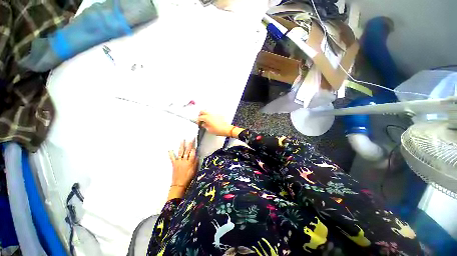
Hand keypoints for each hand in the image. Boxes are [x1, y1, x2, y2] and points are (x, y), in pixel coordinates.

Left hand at [167, 140, 197, 199]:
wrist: (179, 184)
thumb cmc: (188, 177)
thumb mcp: (195, 170)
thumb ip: (196, 162)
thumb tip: (197, 156)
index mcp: (190, 162)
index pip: (193, 153)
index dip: (194, 148)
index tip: (195, 143)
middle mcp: (184, 160)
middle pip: (187, 151)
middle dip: (190, 144)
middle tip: (191, 138)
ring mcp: (179, 161)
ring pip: (181, 152)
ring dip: (181, 145)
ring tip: (182, 140)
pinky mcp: (174, 163)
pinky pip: (172, 158)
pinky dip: (171, 154)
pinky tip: (170, 149)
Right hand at [197, 111, 233, 136]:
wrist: (226, 129)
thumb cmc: (219, 130)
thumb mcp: (209, 130)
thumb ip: (205, 126)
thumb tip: (203, 124)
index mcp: (207, 118)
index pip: (199, 117)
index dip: (198, 121)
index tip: (199, 123)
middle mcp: (210, 114)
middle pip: (202, 111)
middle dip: (200, 115)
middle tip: (200, 119)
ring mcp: (215, 113)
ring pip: (207, 111)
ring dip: (205, 114)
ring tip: (206, 119)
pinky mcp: (219, 114)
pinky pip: (213, 113)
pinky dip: (211, 115)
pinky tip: (211, 119)